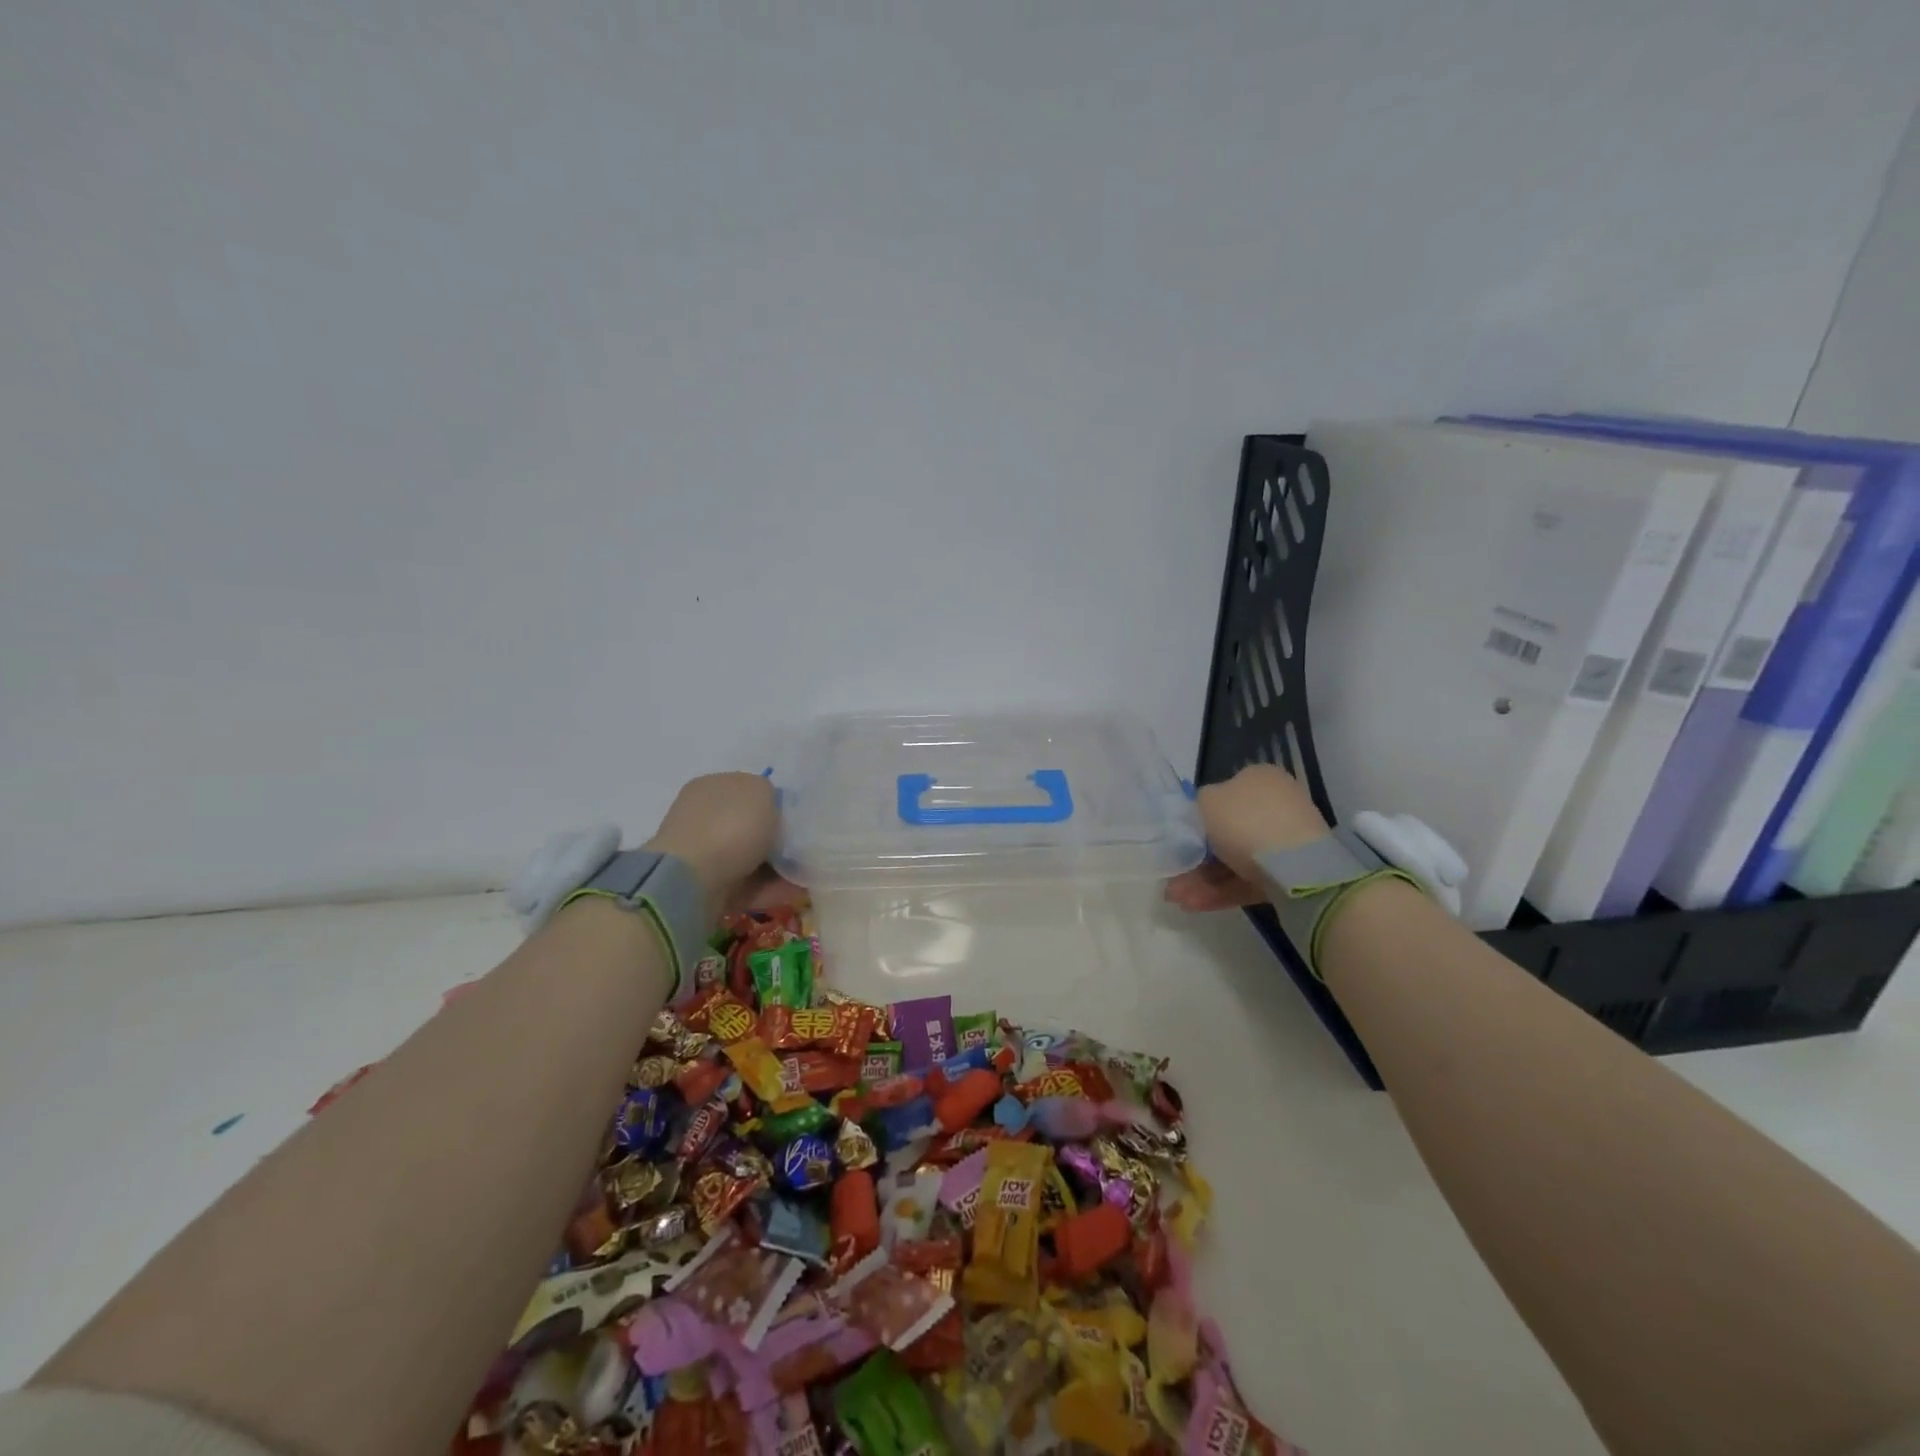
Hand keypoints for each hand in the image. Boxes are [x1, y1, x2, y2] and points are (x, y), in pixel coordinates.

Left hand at [643, 773, 797, 916]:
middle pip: (749, 826)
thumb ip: (771, 795)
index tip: (797, 818)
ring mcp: (702, 853)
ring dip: (778, 866)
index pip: (748, 790)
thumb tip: (770, 808)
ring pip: (750, 857)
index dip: (775, 802)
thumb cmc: (731, 826)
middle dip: (777, 838)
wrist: (693, 880)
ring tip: (805, 872)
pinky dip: (770, 888)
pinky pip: (746, 884)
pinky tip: (793, 890)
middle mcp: (703, 816)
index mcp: (712, 786)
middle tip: (803, 847)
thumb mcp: (762, 791)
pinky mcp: (706, 886)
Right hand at [1164, 763, 1328, 911]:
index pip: (1223, 794)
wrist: (1296, 867)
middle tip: (1173, 875)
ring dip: (1202, 879)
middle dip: (1196, 857)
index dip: (1197, 816)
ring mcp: (1285, 842)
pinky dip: (1221, 891)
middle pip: (1227, 832)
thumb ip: (1198, 805)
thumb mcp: (1206, 801)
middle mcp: (1276, 805)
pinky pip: (1249, 880)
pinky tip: (1194, 905)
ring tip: (1177, 898)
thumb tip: (1203, 814)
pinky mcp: (1290, 874)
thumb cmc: (1245, 822)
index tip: (1177, 839)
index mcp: (1259, 779)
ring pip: (1234, 860)